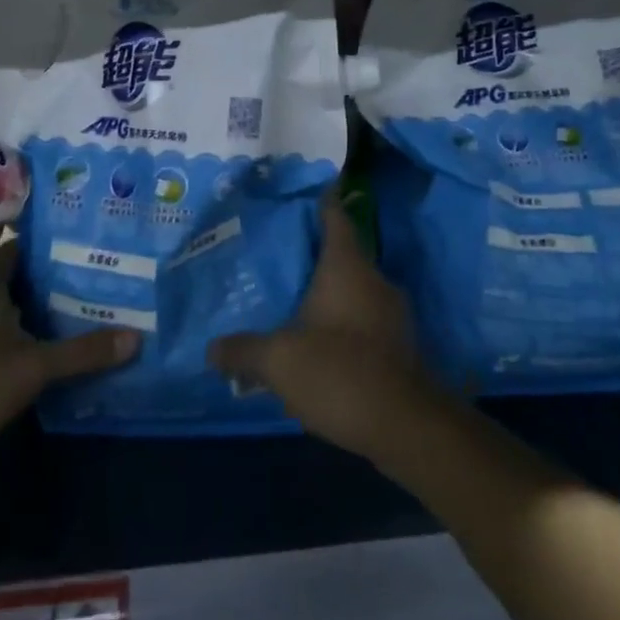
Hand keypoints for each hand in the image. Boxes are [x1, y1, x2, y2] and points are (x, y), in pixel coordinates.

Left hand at [0, 232, 138, 472]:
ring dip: (45, 307)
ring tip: (91, 305)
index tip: (91, 240)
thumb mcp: (33, 366)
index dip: (55, 241)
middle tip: (102, 273)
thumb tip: (136, 337)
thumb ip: (82, 351)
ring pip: (15, 306)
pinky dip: (31, 333)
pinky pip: (7, 333)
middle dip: (59, 276)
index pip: (24, 245)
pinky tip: (59, 343)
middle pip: (23, 276)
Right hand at [210, 195, 441, 462]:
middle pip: (342, 253)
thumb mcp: (278, 361)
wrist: (407, 428)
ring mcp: (392, 314)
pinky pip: (364, 321)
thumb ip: (243, 351)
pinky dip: (342, 324)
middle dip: (313, 254)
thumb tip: (212, 349)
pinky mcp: (400, 346)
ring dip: (328, 294)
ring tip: (292, 302)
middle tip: (278, 256)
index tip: (303, 191)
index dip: (320, 200)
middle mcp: (374, 279)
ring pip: (354, 290)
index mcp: (346, 266)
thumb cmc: (339, 372)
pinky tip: (319, 345)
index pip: (334, 216)